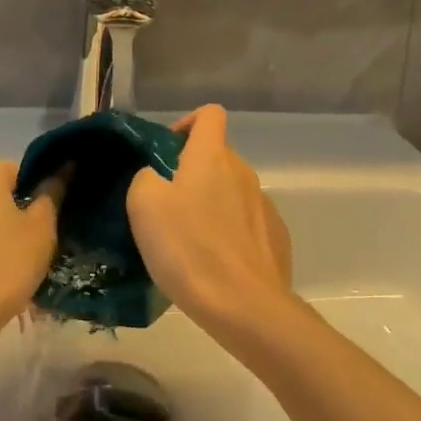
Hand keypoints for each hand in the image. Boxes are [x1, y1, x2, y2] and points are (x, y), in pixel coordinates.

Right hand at [126, 105, 293, 338]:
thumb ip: (145, 178)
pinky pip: (248, 223)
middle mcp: (243, 172)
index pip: (209, 114)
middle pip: (218, 156)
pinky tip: (216, 264)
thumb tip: (156, 178)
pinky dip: (231, 233)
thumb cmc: (188, 249)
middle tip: (167, 207)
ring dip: (211, 205)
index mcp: (212, 156)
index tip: (168, 151)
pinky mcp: (276, 238)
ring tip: (190, 242)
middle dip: (193, 172)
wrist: (244, 306)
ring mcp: (264, 205)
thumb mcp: (144, 206)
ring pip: (232, 192)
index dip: (187, 123)